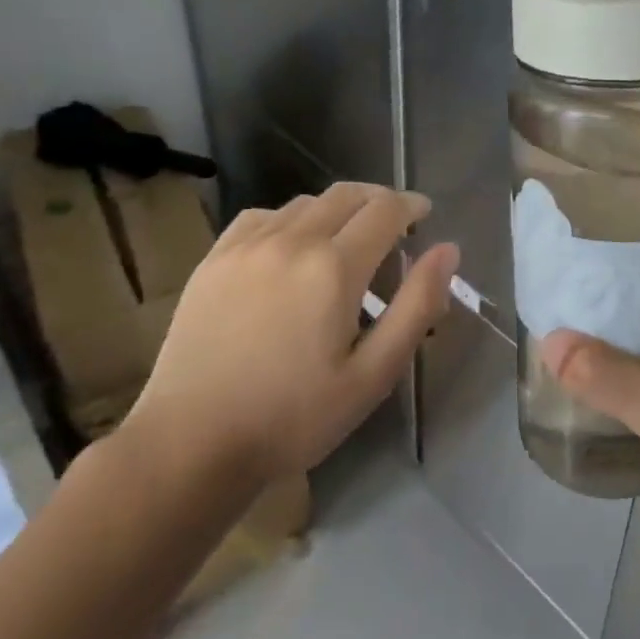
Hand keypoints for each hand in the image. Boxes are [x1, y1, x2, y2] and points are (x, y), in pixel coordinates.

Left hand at [118, 183, 457, 499]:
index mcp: (334, 267)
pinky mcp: (214, 259)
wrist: (192, 443)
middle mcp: (291, 240)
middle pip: (346, 195)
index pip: (384, 210)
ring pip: (304, 202)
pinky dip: (290, 219)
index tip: (424, 213)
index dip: (411, 205)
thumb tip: (448, 250)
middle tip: (393, 224)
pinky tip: (290, 246)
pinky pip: (261, 216)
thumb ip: (417, 306)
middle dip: (378, 200)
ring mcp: (246, 246)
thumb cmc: (294, 417)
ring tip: (345, 239)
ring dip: (336, 209)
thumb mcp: (373, 374)